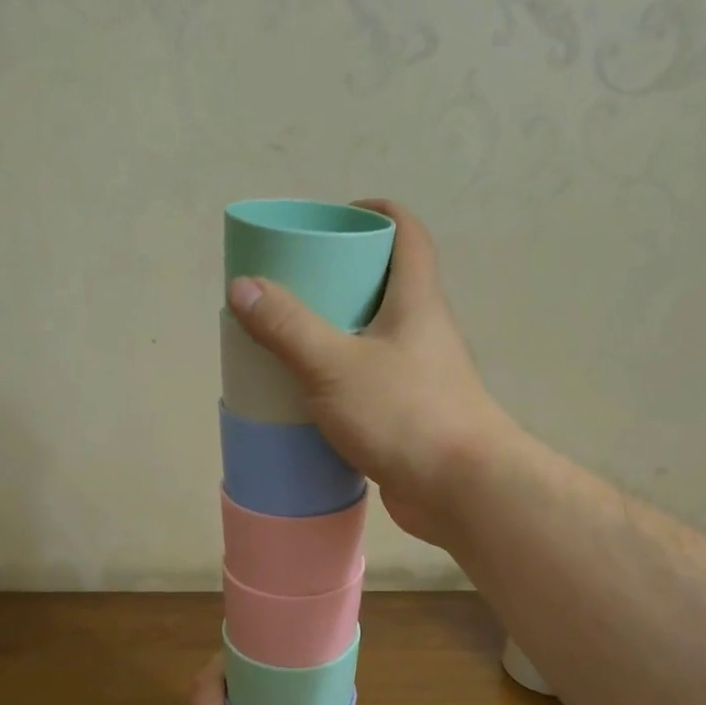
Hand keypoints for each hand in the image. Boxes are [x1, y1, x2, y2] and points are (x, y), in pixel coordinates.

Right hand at [226, 199, 513, 546]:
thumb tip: (244, 285)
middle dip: (343, 275)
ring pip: (376, 337)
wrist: (462, 490)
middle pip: (387, 284)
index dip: (378, 214)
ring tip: (290, 337)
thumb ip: (288, 326)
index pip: (409, 235)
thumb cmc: (404, 414)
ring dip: (339, 330)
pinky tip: (309, 393)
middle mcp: (424, 331)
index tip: (338, 216)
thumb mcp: (335, 365)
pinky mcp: (411, 414)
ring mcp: (420, 375)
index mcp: (416, 302)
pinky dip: (342, 377)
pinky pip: (371, 380)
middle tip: (295, 282)